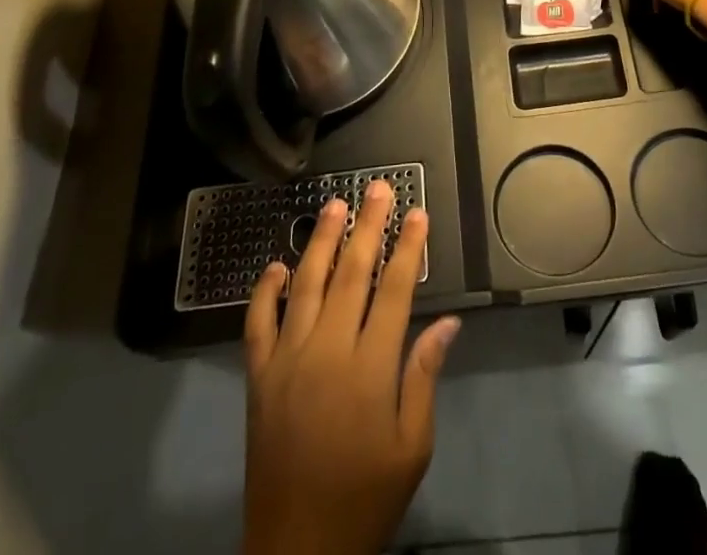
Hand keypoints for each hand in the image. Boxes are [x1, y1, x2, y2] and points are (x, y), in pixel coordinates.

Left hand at [242, 181, 460, 554]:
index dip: (407, 247)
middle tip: (377, 188)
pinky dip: (265, 290)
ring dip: (321, 241)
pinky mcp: (258, 377)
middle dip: (367, 226)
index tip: (416, 212)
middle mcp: (326, 351)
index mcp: (369, 368)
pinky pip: (257, 323)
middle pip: (351, 273)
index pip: (393, 290)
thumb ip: (424, 377)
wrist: (296, 553)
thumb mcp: (412, 448)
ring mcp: (286, 360)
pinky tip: (276, 265)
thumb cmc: (365, 499)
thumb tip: (448, 323)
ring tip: (334, 205)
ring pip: (305, 285)